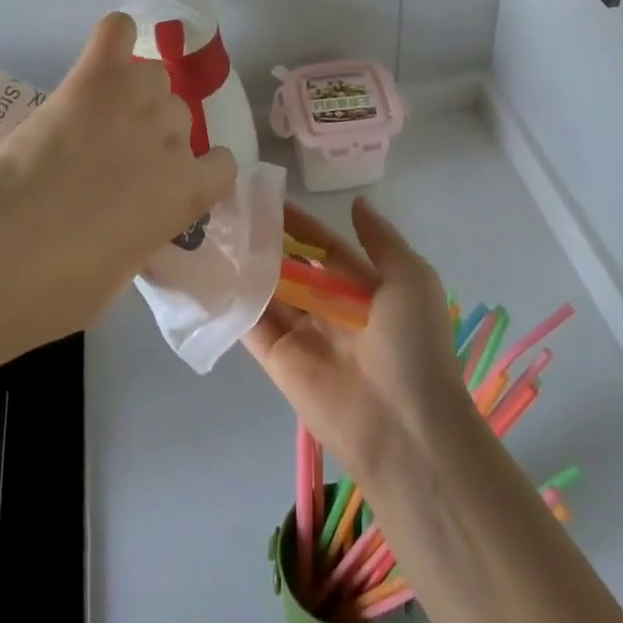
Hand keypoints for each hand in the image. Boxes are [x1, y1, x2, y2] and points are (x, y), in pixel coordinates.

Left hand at [0, 12, 237, 344]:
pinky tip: (102, 56)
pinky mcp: (93, 79)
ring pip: (153, 77)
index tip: (166, 185)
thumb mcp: (124, 271)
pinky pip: (117, 32)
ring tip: (99, 115)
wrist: (2, 256)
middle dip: (153, 136)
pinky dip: (114, 38)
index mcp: (187, 192)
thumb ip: (145, 230)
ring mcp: (135, 103)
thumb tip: (130, 221)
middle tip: (112, 157)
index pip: (223, 165)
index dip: (196, 173)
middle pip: (180, 117)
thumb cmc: (62, 287)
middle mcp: (173, 139)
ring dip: (134, 94)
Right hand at [242, 198, 472, 481]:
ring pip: (269, 292)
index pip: (325, 248)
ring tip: (214, 232)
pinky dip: (233, 301)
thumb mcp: (411, 279)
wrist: (404, 425)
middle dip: (268, 243)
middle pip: (293, 268)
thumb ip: (381, 240)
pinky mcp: (278, 360)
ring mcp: (302, 335)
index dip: (301, 224)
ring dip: (247, 266)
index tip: (268, 196)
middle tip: (231, 211)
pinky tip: (209, 271)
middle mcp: (330, 309)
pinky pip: (252, 325)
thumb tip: (356, 203)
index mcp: (363, 289)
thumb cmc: (413, 343)